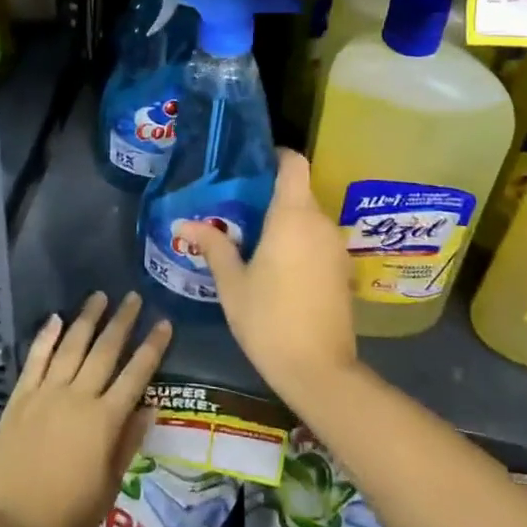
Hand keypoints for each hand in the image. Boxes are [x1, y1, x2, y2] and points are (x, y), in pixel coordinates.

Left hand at [0, 292, 171, 526]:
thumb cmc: (68, 517)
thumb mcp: (109, 486)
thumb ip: (129, 442)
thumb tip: (151, 405)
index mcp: (105, 420)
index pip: (136, 374)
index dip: (152, 347)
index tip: (164, 322)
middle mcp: (78, 397)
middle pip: (105, 350)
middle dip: (122, 322)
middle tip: (134, 297)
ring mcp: (46, 394)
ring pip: (72, 346)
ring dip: (87, 319)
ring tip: (100, 296)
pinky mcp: (20, 398)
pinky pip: (36, 359)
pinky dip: (46, 337)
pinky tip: (56, 319)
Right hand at [183, 149, 357, 406]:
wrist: (319, 370)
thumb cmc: (269, 319)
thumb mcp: (233, 283)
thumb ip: (213, 247)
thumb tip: (184, 224)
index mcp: (293, 216)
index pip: (294, 164)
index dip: (276, 156)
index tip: (253, 164)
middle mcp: (320, 223)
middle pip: (299, 192)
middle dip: (271, 195)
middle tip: (238, 208)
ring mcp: (336, 247)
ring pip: (308, 219)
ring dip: (285, 222)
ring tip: (253, 237)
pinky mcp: (342, 270)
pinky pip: (317, 241)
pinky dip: (299, 242)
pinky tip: (277, 265)